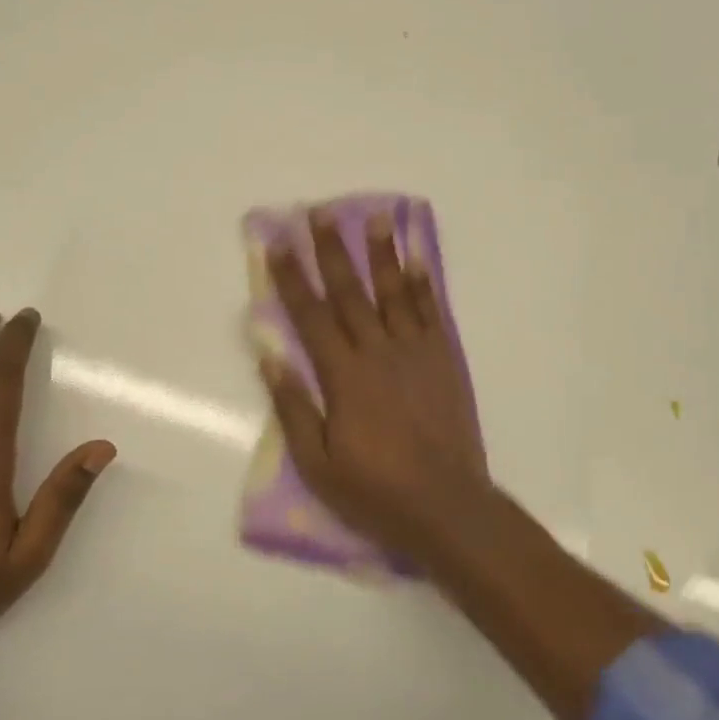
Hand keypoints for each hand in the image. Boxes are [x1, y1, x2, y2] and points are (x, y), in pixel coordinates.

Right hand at [259, 210, 491, 560]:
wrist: (447, 506)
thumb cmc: (375, 491)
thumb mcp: (317, 463)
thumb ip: (293, 407)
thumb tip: (270, 356)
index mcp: (344, 376)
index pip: (311, 315)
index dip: (293, 278)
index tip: (279, 244)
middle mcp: (380, 353)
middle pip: (351, 292)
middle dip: (334, 250)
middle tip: (323, 213)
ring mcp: (417, 353)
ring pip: (395, 293)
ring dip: (384, 254)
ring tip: (378, 217)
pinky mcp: (445, 361)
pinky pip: (433, 313)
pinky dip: (424, 285)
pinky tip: (417, 261)